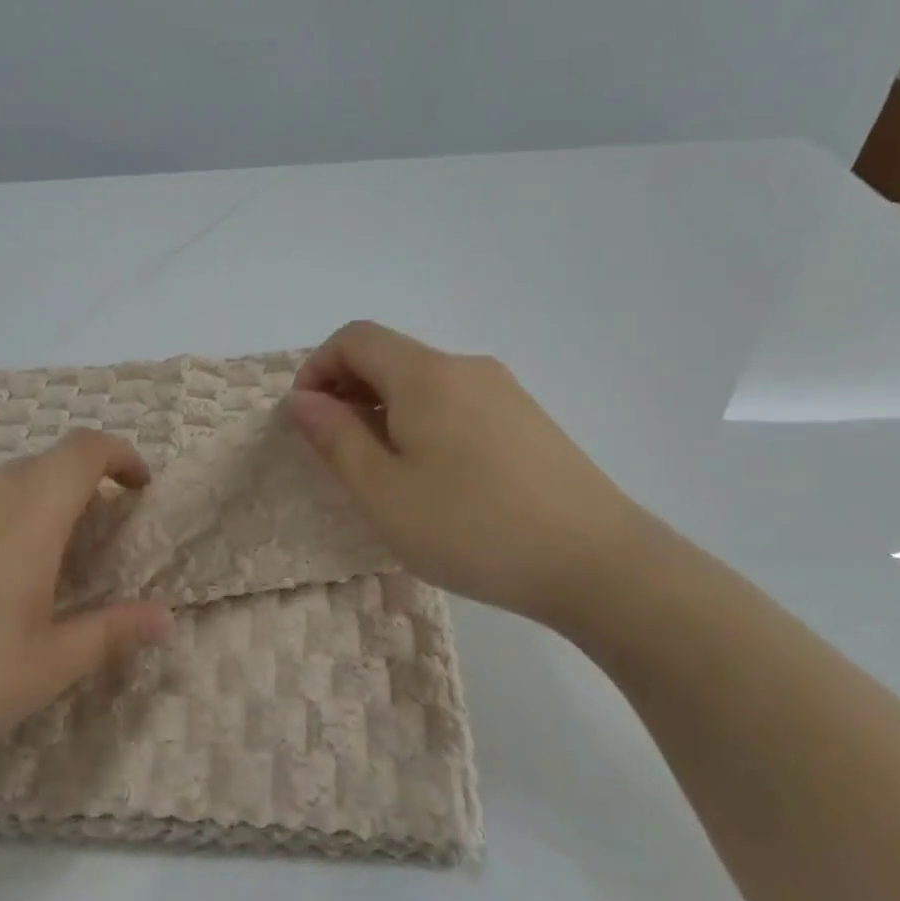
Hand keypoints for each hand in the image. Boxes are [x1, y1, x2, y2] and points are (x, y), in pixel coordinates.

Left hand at [0, 430, 170, 804]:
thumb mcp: (46, 667)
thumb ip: (111, 632)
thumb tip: (163, 617)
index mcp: (27, 509)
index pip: (87, 449)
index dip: (121, 456)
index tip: (138, 488)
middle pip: (41, 469)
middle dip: (76, 495)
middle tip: (85, 550)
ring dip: (23, 513)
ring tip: (19, 577)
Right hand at [286, 321, 640, 628]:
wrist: (596, 562)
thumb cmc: (471, 527)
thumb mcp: (383, 492)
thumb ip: (335, 438)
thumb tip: (302, 399)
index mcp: (425, 374)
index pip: (355, 338)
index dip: (317, 368)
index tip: (306, 419)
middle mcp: (465, 367)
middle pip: (390, 356)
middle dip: (348, 391)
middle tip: (336, 451)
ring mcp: (504, 392)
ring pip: (425, 383)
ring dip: (386, 411)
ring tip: (384, 471)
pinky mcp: (528, 420)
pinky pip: (458, 404)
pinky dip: (425, 423)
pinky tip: (437, 479)